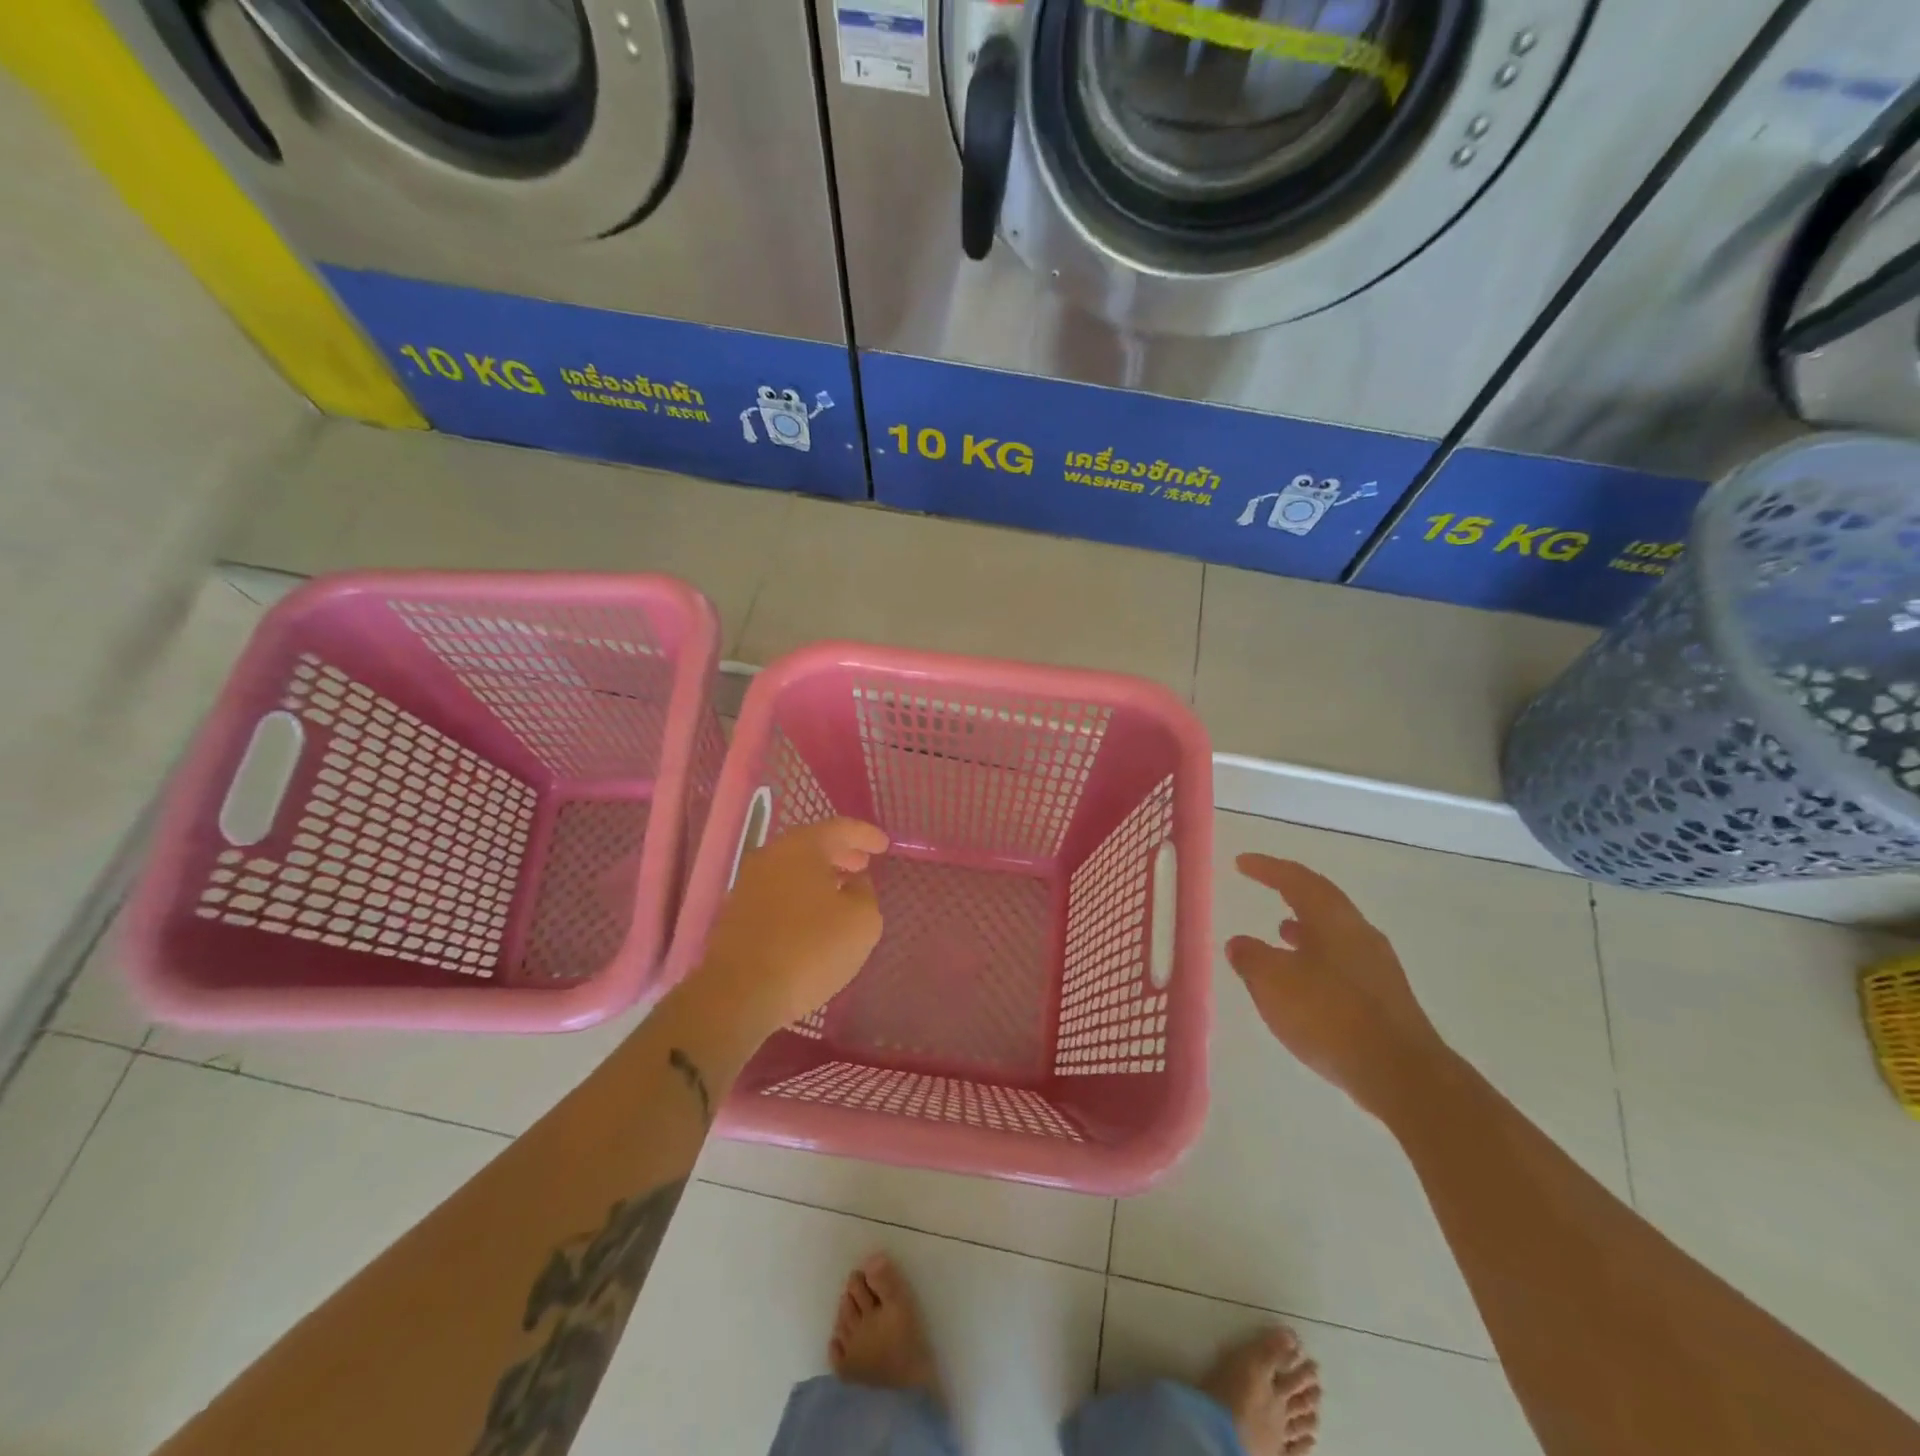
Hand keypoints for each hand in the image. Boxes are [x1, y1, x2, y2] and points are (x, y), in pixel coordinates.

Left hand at [694, 818, 888, 1034]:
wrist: (739, 993)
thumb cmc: (810, 948)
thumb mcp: (862, 922)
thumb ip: (865, 893)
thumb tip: (855, 883)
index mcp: (802, 847)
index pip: (840, 828)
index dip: (865, 835)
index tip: (884, 845)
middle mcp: (771, 856)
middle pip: (812, 845)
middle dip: (841, 853)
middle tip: (863, 864)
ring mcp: (748, 884)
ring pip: (792, 868)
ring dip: (819, 875)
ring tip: (842, 890)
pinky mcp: (737, 913)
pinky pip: (778, 891)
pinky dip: (800, 894)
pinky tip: (813, 916)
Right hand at [1224, 855, 1447, 1117]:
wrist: (1401, 1074)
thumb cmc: (1329, 1014)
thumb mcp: (1273, 982)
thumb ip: (1250, 958)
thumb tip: (1239, 943)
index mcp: (1333, 919)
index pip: (1296, 880)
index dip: (1267, 868)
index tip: (1242, 863)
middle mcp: (1359, 933)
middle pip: (1322, 901)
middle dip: (1291, 892)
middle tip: (1265, 886)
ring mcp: (1376, 967)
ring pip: (1334, 933)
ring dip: (1305, 927)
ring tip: (1280, 930)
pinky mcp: (1383, 998)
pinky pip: (1341, 962)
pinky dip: (1316, 958)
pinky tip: (1303, 980)